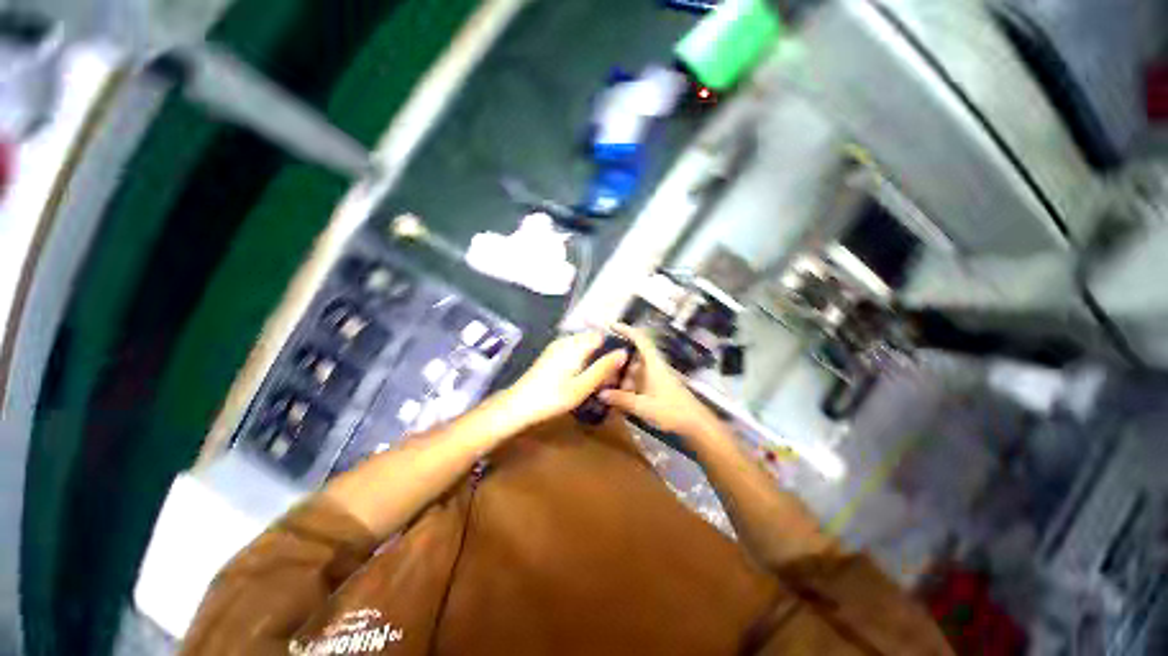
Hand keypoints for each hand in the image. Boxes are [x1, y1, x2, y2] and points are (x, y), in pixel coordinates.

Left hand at [495, 331, 627, 431]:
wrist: (519, 404)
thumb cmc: (553, 397)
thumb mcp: (582, 386)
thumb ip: (603, 368)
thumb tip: (623, 352)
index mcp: (576, 345)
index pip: (602, 335)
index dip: (613, 347)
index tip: (620, 365)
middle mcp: (566, 340)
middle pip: (593, 340)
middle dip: (603, 355)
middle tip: (610, 378)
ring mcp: (557, 346)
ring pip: (583, 346)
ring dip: (592, 359)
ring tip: (597, 381)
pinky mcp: (551, 354)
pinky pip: (573, 351)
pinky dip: (582, 361)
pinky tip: (582, 378)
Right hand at [599, 324, 722, 439]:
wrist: (695, 425)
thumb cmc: (672, 411)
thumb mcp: (643, 406)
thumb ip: (621, 399)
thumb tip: (600, 393)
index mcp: (653, 363)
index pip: (640, 339)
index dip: (627, 329)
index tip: (611, 326)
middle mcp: (653, 366)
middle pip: (632, 355)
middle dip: (616, 357)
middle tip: (597, 360)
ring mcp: (655, 377)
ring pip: (633, 369)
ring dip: (620, 373)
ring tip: (602, 379)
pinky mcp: (655, 387)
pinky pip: (636, 380)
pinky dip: (625, 383)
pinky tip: (614, 393)